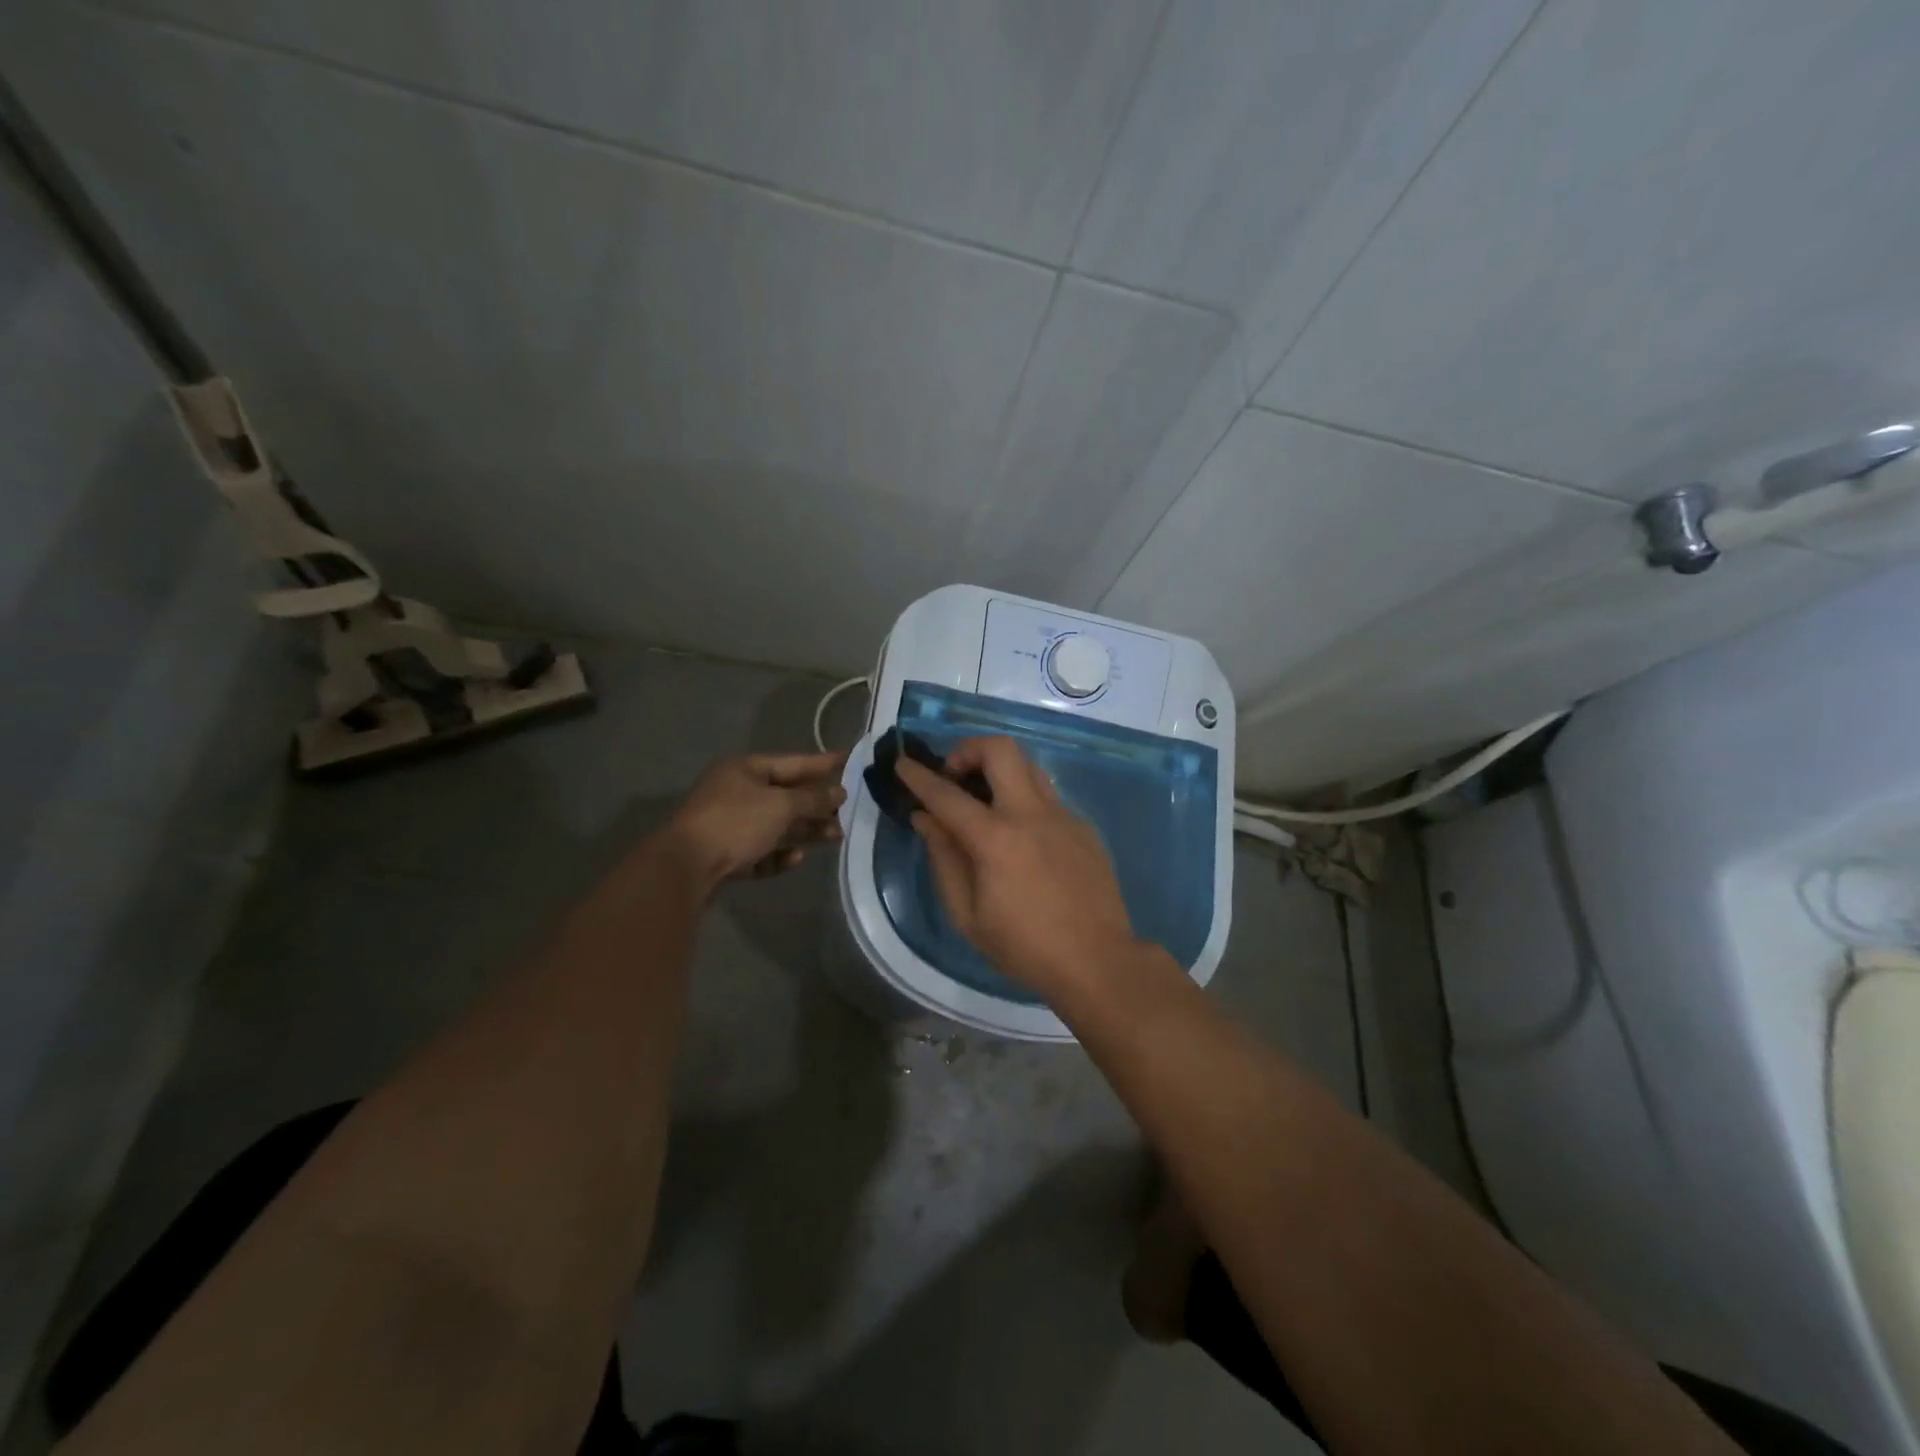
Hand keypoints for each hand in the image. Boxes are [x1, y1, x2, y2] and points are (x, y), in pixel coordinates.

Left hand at [665, 751, 845, 890]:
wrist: (685, 867)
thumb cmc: (736, 822)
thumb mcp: (781, 806)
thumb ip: (813, 799)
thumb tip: (839, 792)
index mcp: (745, 769)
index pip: (793, 762)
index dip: (823, 762)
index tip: (850, 760)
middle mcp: (736, 792)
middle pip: (785, 796)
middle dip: (817, 805)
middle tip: (847, 813)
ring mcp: (728, 824)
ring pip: (776, 825)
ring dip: (805, 831)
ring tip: (835, 837)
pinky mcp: (725, 854)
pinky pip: (760, 851)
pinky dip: (779, 854)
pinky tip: (796, 858)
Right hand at [896, 737, 1136, 995]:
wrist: (1098, 961)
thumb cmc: (1024, 947)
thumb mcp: (968, 915)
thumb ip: (944, 859)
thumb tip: (926, 819)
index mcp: (996, 839)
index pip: (947, 795)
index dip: (919, 777)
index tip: (902, 763)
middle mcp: (1031, 814)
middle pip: (1000, 749)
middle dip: (968, 750)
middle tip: (954, 777)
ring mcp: (1063, 816)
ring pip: (1028, 766)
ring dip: (999, 770)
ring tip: (984, 801)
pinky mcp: (1083, 826)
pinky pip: (1047, 796)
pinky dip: (1023, 800)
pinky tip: (1020, 838)